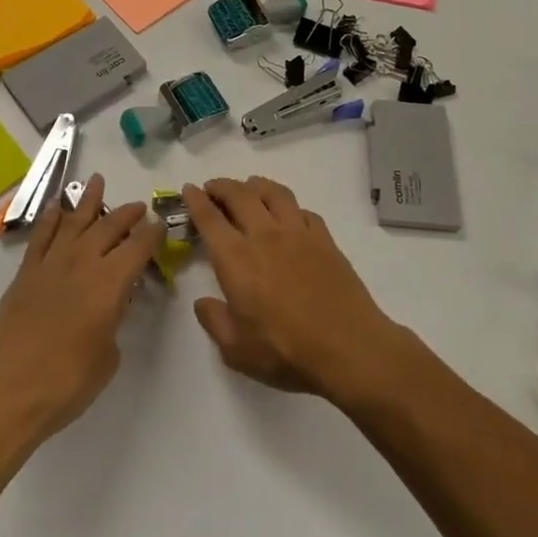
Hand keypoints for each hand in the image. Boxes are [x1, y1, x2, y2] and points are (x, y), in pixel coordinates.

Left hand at [0, 175, 160, 446]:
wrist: (5, 394)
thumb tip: (110, 310)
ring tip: (98, 181)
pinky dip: (51, 218)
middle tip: (139, 206)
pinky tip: (58, 206)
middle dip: (127, 214)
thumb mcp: (107, 358)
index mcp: (110, 283)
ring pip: (74, 222)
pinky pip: (42, 236)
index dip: (152, 234)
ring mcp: (51, 265)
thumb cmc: (65, 384)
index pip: (138, 247)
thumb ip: (113, 324)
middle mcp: (82, 263)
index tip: (161, 223)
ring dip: (89, 201)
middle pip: (109, 227)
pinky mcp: (25, 274)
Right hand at [186, 177, 412, 401]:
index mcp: (237, 259)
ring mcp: (298, 233)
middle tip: (213, 187)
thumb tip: (203, 302)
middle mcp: (265, 236)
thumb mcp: (236, 350)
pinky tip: (289, 215)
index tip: (189, 188)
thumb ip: (214, 321)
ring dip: (256, 185)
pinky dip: (290, 207)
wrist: (348, 347)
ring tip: (249, 188)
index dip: (196, 200)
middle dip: (222, 186)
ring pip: (274, 193)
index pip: (210, 219)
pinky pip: (303, 211)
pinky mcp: (324, 239)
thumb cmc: (286, 351)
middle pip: (240, 195)